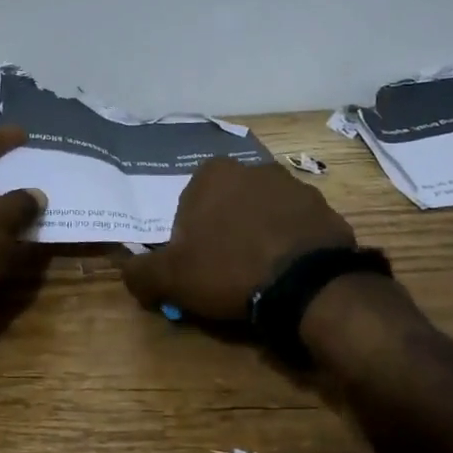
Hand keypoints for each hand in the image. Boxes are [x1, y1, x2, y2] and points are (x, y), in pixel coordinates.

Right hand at [121, 158, 354, 319]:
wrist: (307, 285)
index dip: (188, 238)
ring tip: (260, 276)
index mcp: (213, 173)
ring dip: (258, 235)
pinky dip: (290, 245)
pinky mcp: (325, 209)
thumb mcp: (171, 278)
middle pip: (227, 205)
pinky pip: (297, 228)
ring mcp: (295, 186)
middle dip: (225, 232)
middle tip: (226, 273)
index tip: (196, 267)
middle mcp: (254, 168)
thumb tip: (128, 271)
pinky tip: (288, 274)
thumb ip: (141, 272)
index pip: (189, 205)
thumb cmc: (229, 269)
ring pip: (263, 213)